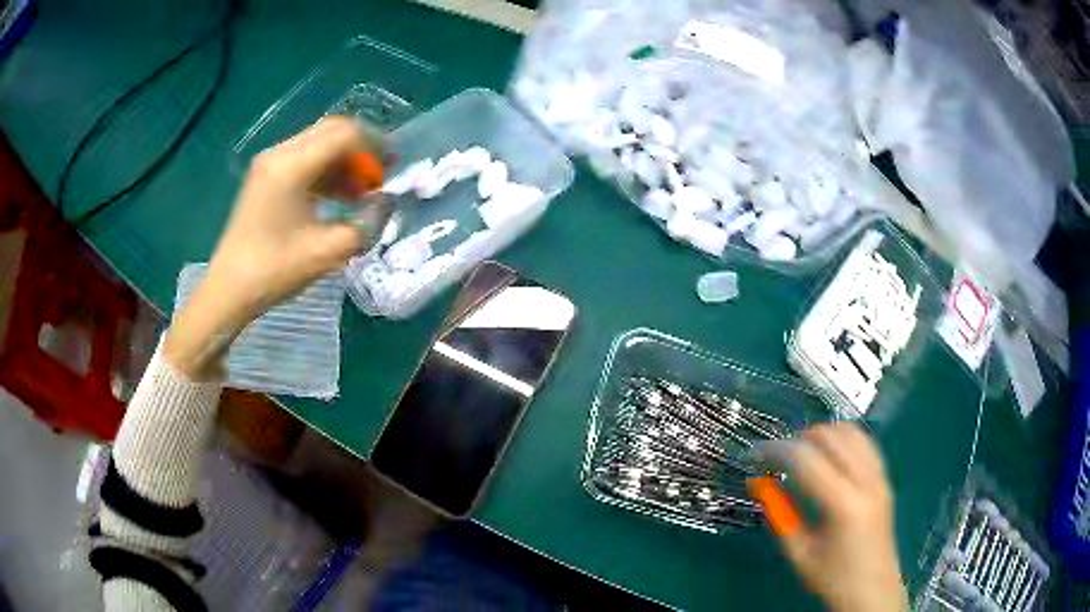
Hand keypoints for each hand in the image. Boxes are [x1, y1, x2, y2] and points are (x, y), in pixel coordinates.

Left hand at [164, 116, 385, 378]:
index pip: (345, 135)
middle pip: (332, 131)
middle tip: (380, 175)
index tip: (392, 170)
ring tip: (363, 189)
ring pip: (319, 143)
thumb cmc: (274, 271)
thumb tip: (387, 203)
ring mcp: (270, 163)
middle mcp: (280, 153)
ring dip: (345, 160)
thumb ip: (366, 223)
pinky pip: (305, 159)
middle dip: (362, 149)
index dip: (375, 147)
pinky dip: (327, 170)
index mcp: (292, 166)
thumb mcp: (328, 252)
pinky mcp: (266, 176)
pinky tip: (339, 195)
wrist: (229, 290)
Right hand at [754, 423, 907, 611]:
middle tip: (777, 457)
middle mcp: (866, 481)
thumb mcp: (799, 553)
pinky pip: (864, 442)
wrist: (872, 590)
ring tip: (802, 454)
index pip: (806, 459)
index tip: (755, 455)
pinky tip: (829, 455)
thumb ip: (780, 516)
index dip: (777, 450)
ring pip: (851, 432)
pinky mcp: (885, 478)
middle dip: (799, 439)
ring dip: (823, 434)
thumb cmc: (833, 578)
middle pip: (831, 436)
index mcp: (843, 504)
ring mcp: (880, 476)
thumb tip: (759, 484)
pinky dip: (843, 439)